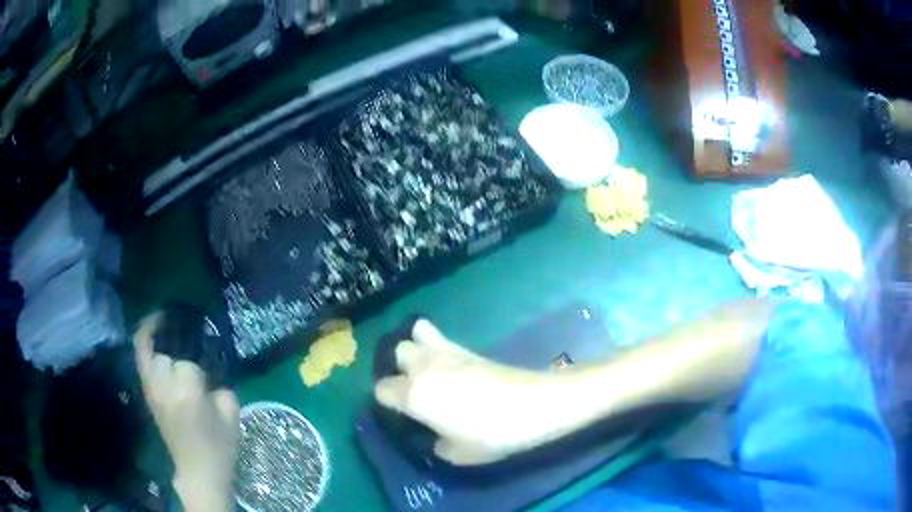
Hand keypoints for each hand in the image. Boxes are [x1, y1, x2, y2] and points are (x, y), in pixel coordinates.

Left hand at [134, 312, 238, 511]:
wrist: (199, 471)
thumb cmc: (219, 446)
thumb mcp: (231, 413)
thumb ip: (221, 384)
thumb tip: (210, 367)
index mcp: (187, 391)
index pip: (189, 363)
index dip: (201, 367)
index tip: (208, 377)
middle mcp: (164, 386)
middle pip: (167, 354)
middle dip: (180, 355)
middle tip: (192, 360)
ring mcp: (151, 389)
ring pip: (149, 351)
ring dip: (160, 342)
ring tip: (170, 331)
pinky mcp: (147, 393)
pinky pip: (141, 359)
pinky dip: (144, 341)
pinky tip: (153, 332)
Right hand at [374, 320, 561, 465]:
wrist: (533, 404)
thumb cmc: (492, 433)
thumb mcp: (458, 454)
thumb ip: (437, 444)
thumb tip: (436, 435)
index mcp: (413, 395)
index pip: (381, 389)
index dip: (386, 402)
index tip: (400, 414)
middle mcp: (422, 368)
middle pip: (396, 354)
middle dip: (398, 369)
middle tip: (413, 389)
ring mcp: (445, 352)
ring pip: (413, 335)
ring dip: (414, 349)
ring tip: (425, 369)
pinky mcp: (466, 348)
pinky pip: (438, 336)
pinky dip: (434, 343)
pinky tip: (446, 363)